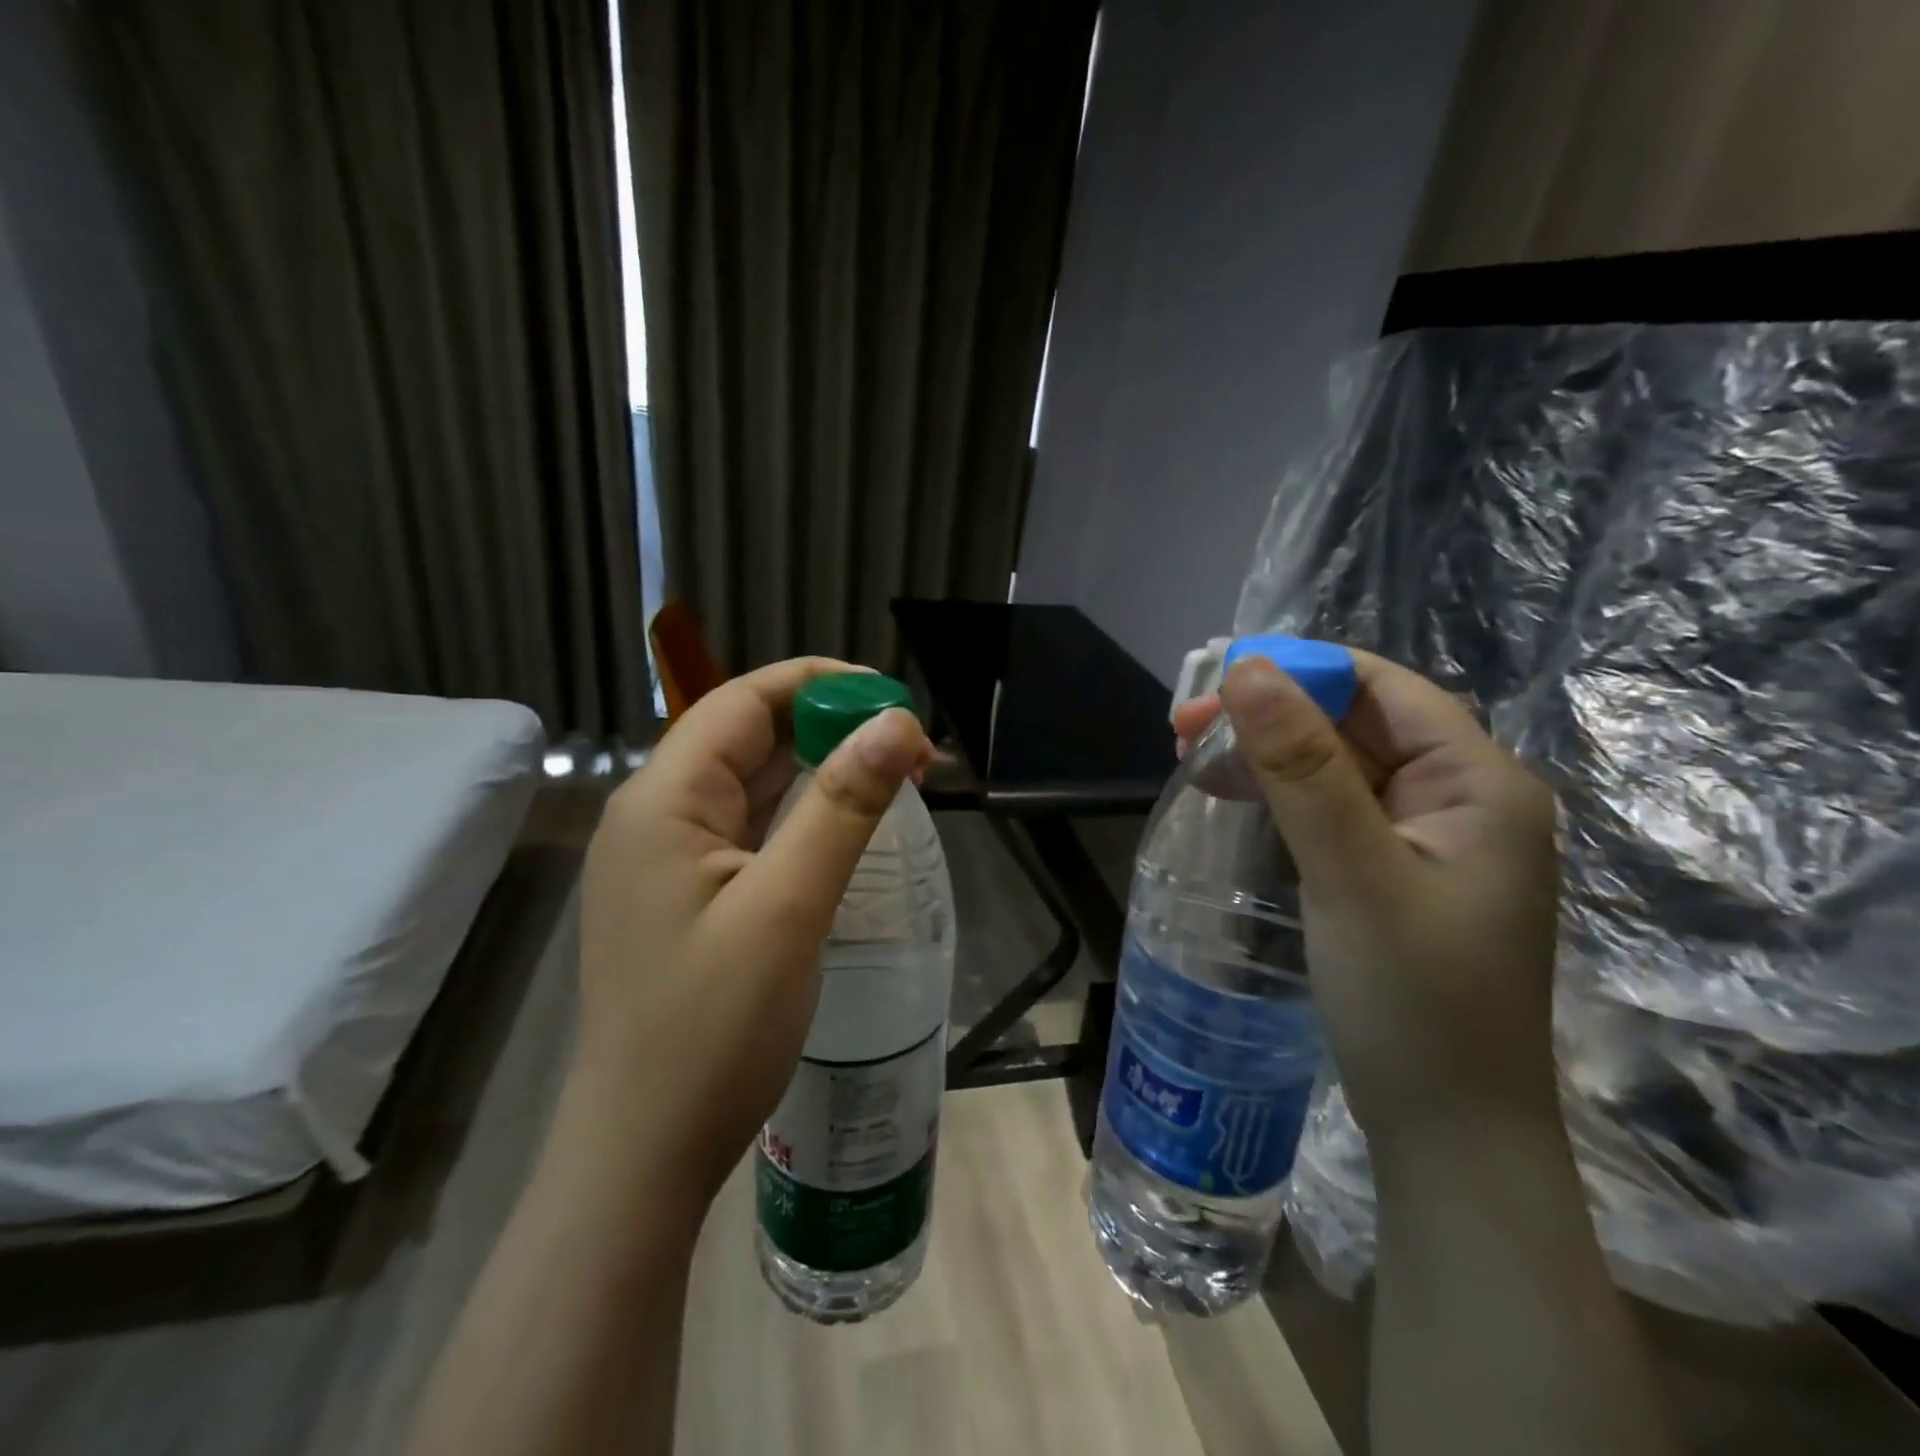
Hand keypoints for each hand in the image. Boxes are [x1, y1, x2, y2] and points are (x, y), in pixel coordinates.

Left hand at [572, 658, 932, 1207]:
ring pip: (752, 784)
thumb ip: (843, 806)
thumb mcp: (789, 906)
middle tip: (911, 746)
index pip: (742, 702)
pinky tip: (846, 823)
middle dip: (829, 728)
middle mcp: (656, 815)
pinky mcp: (688, 895)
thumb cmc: (712, 1029)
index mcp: (663, 800)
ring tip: (895, 776)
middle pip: (747, 737)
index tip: (893, 698)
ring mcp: (668, 859)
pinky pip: (750, 829)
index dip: (819, 685)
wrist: (645, 1153)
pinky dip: (801, 814)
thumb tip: (899, 724)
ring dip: (820, 770)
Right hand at [1178, 651, 1559, 1148]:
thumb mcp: (1351, 873)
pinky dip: (1278, 799)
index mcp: (1477, 782)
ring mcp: (1424, 840)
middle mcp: (1459, 799)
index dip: (1299, 673)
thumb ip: (1301, 768)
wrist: (1447, 1135)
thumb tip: (1247, 670)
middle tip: (1181, 730)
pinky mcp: (1392, 874)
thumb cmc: (1412, 1000)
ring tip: (1191, 760)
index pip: (1382, 689)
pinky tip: (1229, 800)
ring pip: (1336, 767)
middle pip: (1355, 725)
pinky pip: (1331, 811)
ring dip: (1266, 756)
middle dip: (1269, 717)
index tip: (1213, 684)